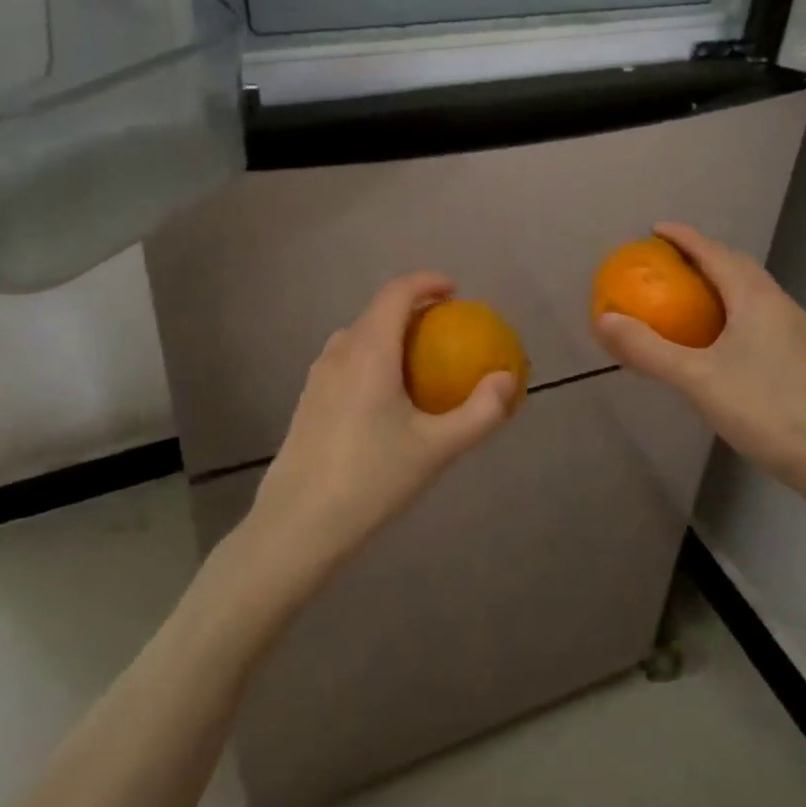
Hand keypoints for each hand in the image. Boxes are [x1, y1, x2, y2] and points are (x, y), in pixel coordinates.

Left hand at [245, 272, 519, 589]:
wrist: (298, 525)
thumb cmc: (371, 479)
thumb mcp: (437, 448)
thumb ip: (479, 412)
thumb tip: (507, 379)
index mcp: (369, 350)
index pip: (397, 292)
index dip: (427, 282)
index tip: (455, 291)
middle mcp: (339, 351)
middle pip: (378, 311)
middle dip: (414, 309)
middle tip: (446, 329)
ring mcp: (318, 375)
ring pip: (359, 336)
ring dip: (391, 334)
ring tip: (419, 361)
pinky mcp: (307, 400)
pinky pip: (346, 360)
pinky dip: (373, 357)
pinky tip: (386, 398)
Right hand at [593, 223, 805, 516]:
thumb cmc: (761, 409)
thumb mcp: (695, 379)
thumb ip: (648, 349)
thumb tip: (604, 320)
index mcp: (755, 298)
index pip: (714, 253)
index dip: (684, 237)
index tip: (655, 229)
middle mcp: (778, 303)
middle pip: (737, 265)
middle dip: (703, 255)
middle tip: (669, 260)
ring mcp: (793, 329)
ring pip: (752, 289)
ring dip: (722, 280)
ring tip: (691, 292)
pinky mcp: (799, 353)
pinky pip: (759, 312)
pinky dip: (733, 306)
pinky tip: (720, 335)